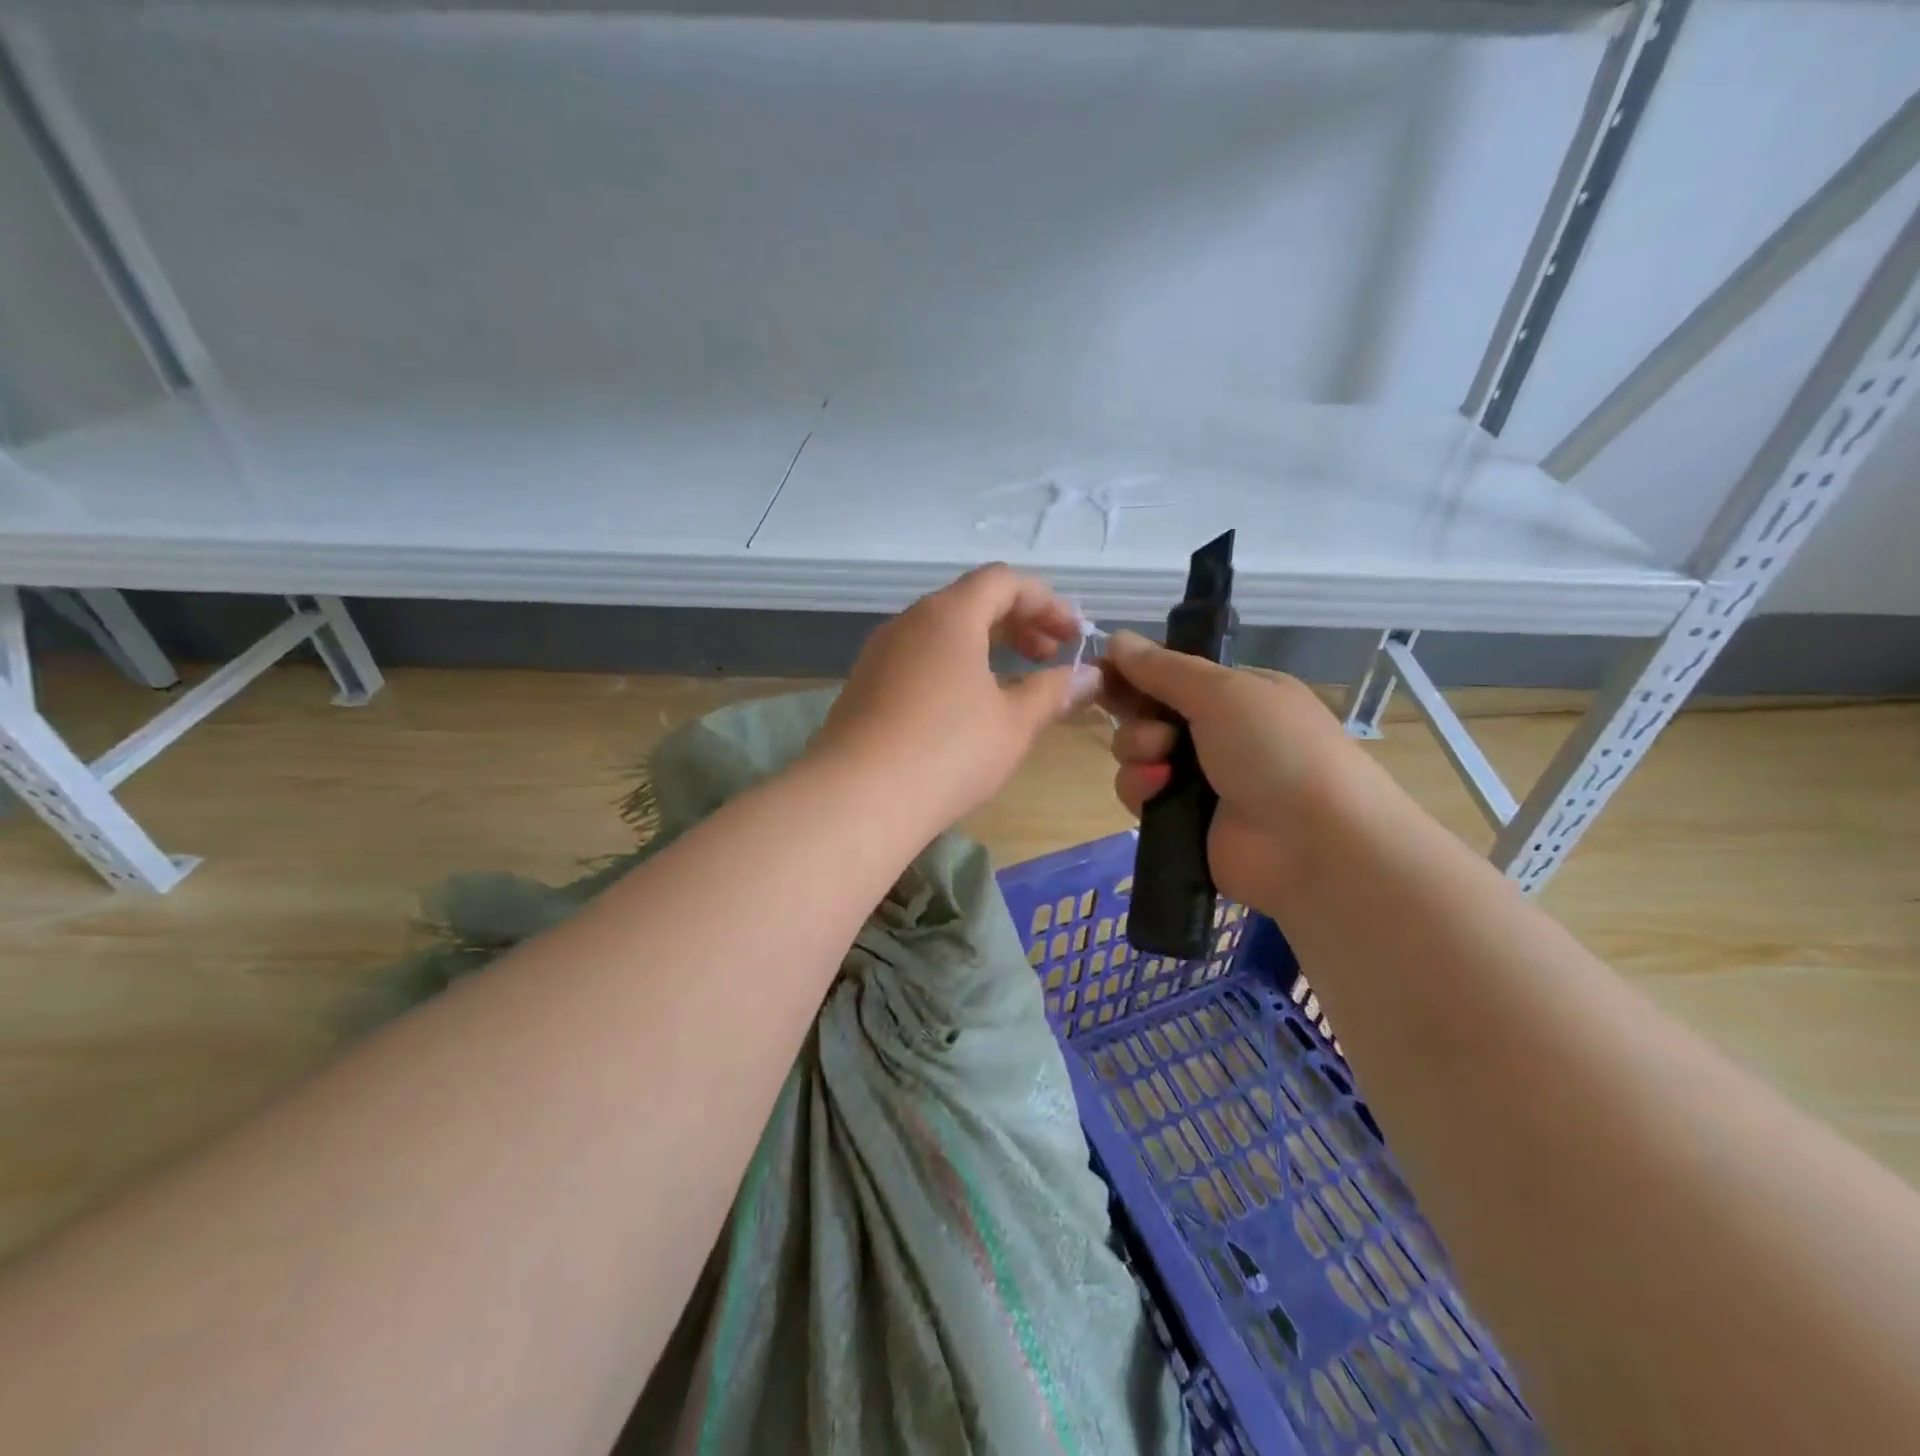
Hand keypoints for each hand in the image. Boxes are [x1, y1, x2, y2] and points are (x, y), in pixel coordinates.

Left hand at [811, 565, 1102, 830]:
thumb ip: (1054, 691)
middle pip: (971, 601)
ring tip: (1012, 683)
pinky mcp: (863, 686)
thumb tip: (1088, 676)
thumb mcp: (1014, 723)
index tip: (1074, 637)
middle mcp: (909, 621)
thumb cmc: (948, 752)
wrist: (857, 800)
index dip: (1047, 602)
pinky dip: (952, 666)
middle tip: (1048, 656)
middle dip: (1018, 621)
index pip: (1004, 581)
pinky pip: (918, 658)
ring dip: (984, 645)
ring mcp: (879, 653)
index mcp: (949, 615)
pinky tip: (964, 708)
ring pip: (941, 631)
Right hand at [1099, 630, 1376, 910]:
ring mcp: (1200, 779)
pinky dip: (1141, 788)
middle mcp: (1217, 733)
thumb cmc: (1275, 749)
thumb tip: (1115, 637)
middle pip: (1148, 712)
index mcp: (1237, 694)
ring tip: (1161, 763)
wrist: (1313, 843)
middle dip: (1138, 715)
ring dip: (1138, 752)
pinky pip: (1140, 793)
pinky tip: (1158, 792)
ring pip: (1137, 754)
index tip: (1102, 670)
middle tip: (1151, 724)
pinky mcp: (1181, 820)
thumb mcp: (1223, 692)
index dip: (1136, 670)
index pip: (1172, 673)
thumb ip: (1163, 667)